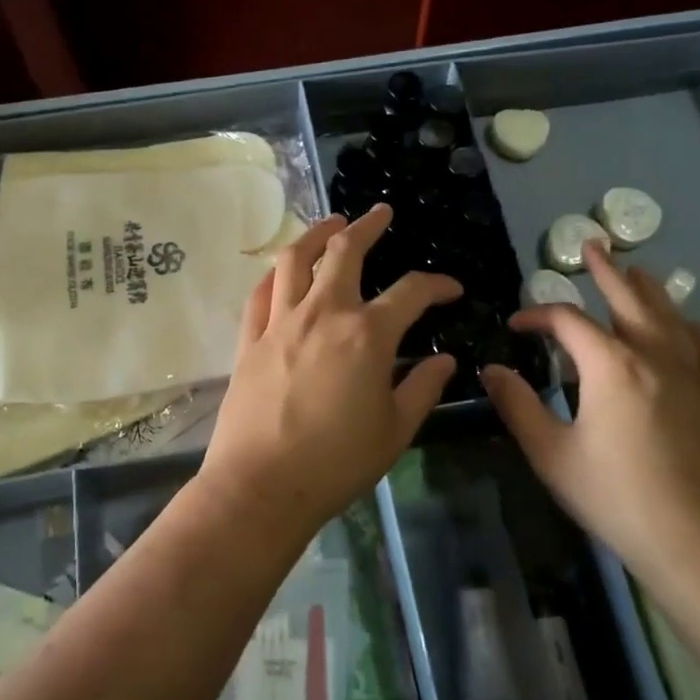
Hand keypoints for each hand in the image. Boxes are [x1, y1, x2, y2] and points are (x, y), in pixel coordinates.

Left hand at [200, 204, 461, 536]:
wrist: (261, 486)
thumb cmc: (337, 463)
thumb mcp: (395, 430)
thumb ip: (422, 388)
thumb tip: (444, 360)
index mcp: (367, 335)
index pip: (411, 292)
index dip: (436, 284)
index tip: (451, 289)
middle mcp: (323, 314)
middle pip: (344, 252)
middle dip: (367, 226)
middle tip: (380, 213)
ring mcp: (280, 323)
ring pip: (295, 260)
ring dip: (315, 234)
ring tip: (330, 223)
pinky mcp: (249, 340)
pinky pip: (260, 293)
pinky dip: (275, 274)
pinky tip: (283, 271)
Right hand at [480, 240, 699, 577]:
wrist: (699, 542)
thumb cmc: (615, 496)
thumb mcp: (551, 453)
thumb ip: (518, 406)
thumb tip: (493, 370)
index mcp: (611, 365)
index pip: (568, 322)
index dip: (537, 316)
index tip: (516, 326)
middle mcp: (655, 357)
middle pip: (629, 300)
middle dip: (607, 271)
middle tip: (594, 245)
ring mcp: (692, 377)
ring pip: (671, 317)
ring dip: (650, 290)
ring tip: (638, 271)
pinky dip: (692, 329)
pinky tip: (689, 327)